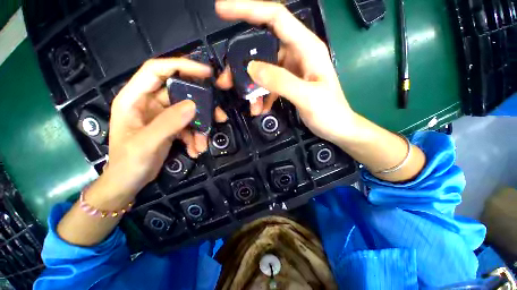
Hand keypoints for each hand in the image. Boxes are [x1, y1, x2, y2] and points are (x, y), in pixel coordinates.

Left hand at [107, 58, 226, 196]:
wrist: (127, 183)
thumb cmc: (128, 163)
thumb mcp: (146, 143)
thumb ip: (168, 123)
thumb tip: (193, 106)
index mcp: (134, 98)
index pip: (157, 70)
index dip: (181, 66)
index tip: (206, 73)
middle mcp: (149, 103)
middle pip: (181, 94)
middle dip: (201, 107)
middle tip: (218, 116)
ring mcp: (161, 116)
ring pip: (189, 113)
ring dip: (200, 128)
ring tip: (203, 144)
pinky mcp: (170, 127)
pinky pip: (188, 126)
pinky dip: (195, 137)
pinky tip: (195, 150)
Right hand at [216, 1, 358, 143]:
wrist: (337, 128)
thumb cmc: (329, 112)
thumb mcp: (307, 96)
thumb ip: (281, 81)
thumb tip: (251, 68)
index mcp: (306, 48)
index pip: (275, 17)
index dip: (249, 9)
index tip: (222, 9)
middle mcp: (298, 54)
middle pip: (263, 49)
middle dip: (243, 65)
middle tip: (226, 81)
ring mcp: (292, 70)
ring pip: (264, 71)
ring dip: (252, 87)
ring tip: (250, 104)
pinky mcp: (289, 84)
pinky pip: (269, 85)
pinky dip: (262, 96)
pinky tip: (260, 108)